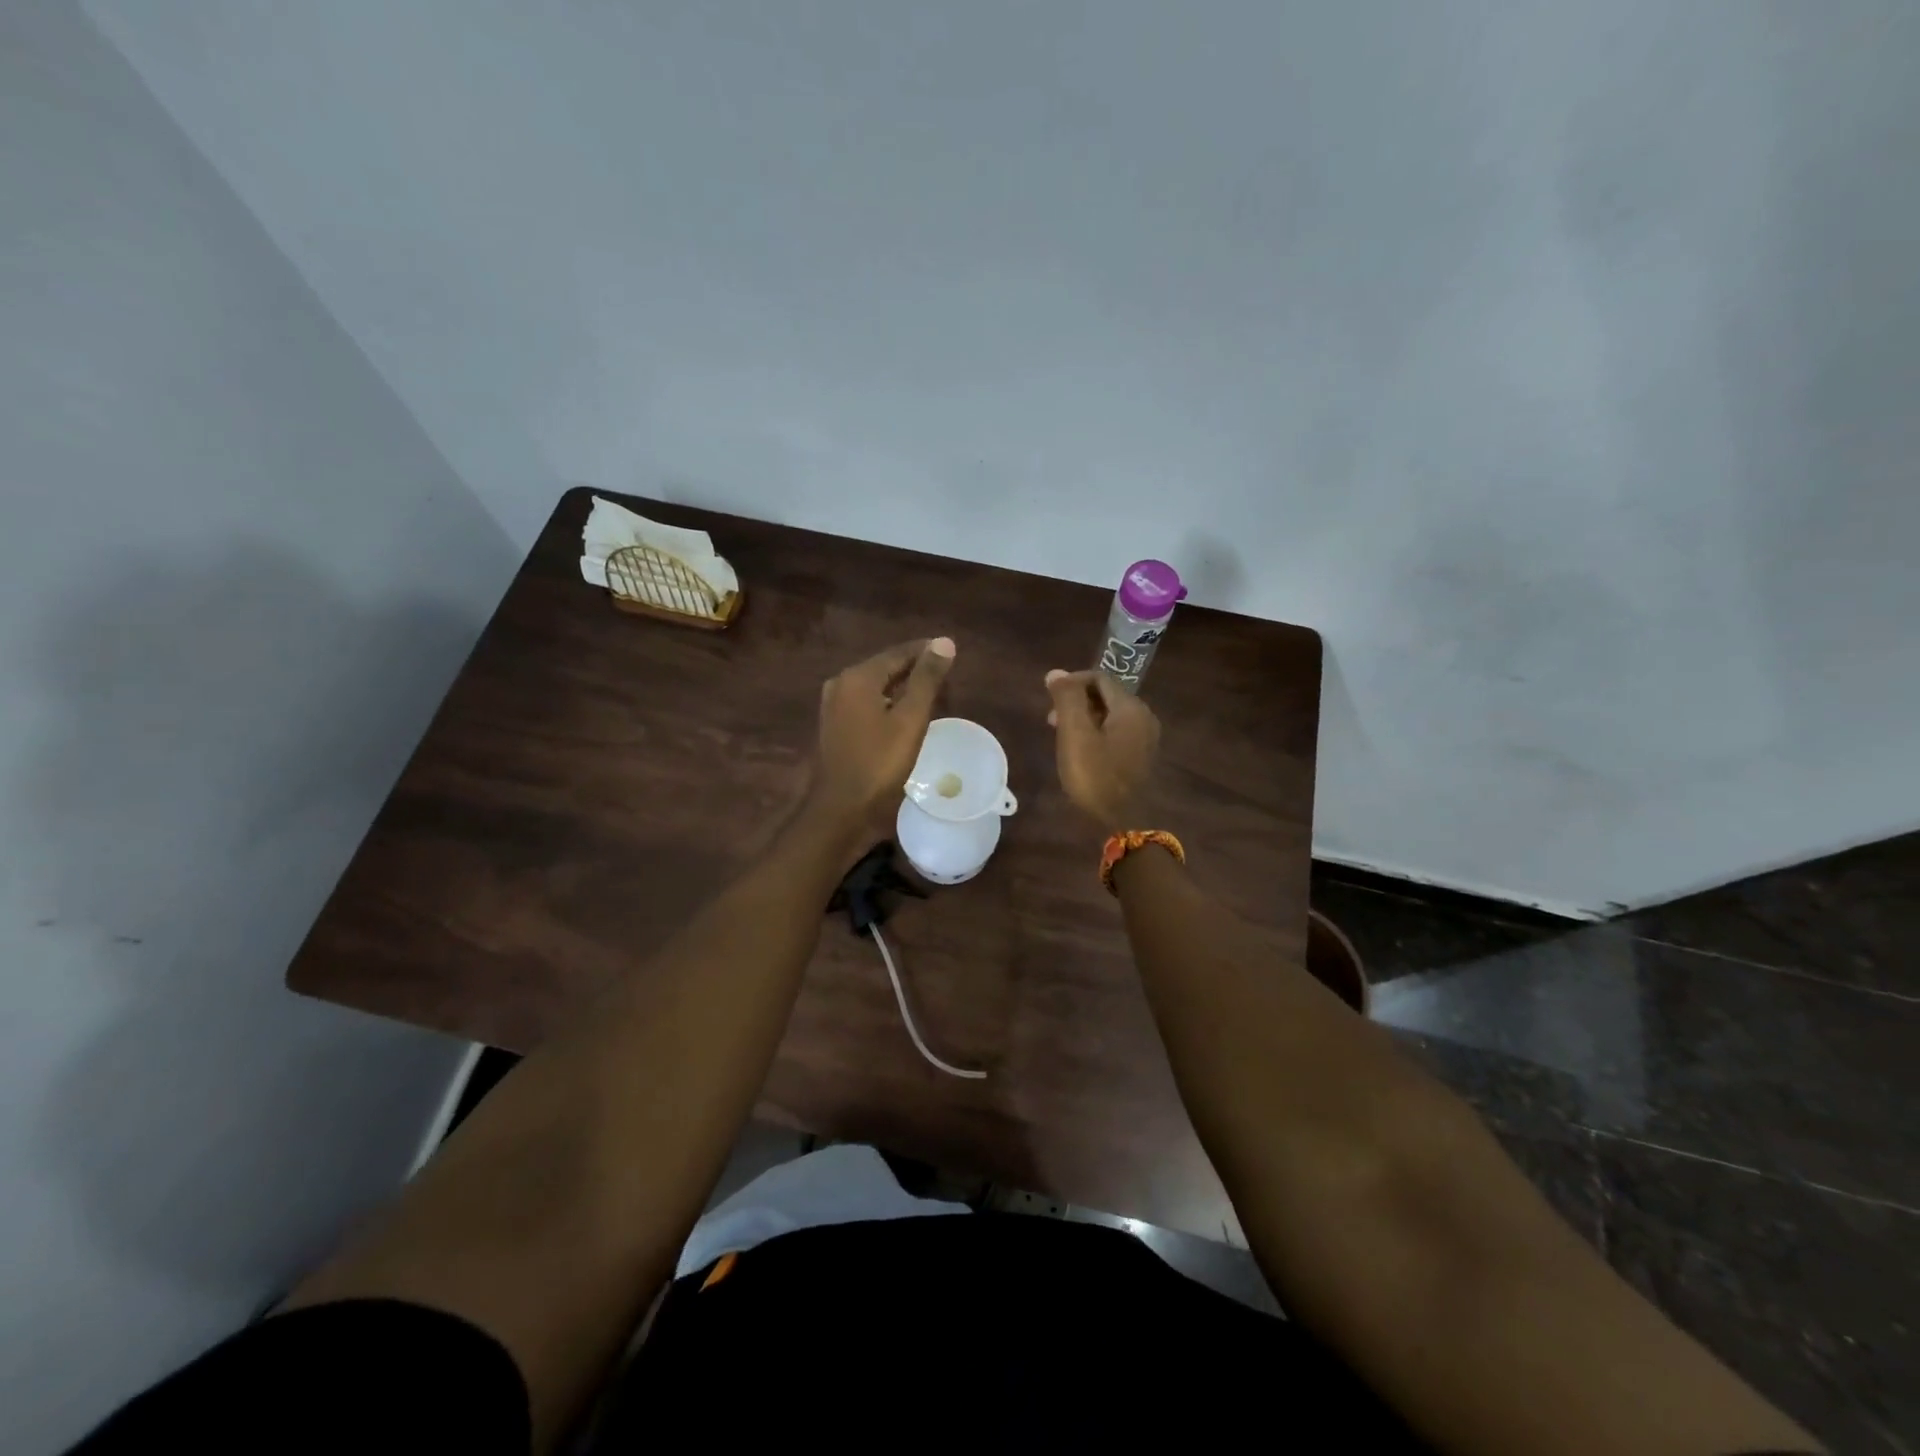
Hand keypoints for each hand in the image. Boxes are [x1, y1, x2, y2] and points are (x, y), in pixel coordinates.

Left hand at [810, 637, 955, 835]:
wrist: (840, 810)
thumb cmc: (879, 764)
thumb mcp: (910, 720)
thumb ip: (927, 679)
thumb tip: (944, 641)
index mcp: (857, 678)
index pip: (898, 653)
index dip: (926, 651)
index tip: (950, 652)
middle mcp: (840, 684)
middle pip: (884, 668)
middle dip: (914, 669)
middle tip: (945, 674)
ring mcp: (834, 707)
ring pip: (875, 687)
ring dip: (901, 687)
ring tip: (930, 693)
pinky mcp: (835, 727)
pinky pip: (866, 704)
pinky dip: (887, 704)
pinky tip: (904, 715)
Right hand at [1044, 668, 1160, 828]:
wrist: (1123, 823)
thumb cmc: (1095, 777)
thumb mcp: (1075, 735)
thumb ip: (1067, 700)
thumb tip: (1056, 672)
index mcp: (1130, 708)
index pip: (1099, 678)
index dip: (1072, 682)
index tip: (1049, 698)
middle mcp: (1144, 717)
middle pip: (1107, 695)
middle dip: (1077, 701)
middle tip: (1051, 719)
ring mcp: (1146, 738)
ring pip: (1111, 715)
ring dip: (1084, 717)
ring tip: (1061, 734)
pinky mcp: (1142, 756)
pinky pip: (1117, 732)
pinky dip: (1097, 732)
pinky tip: (1081, 750)